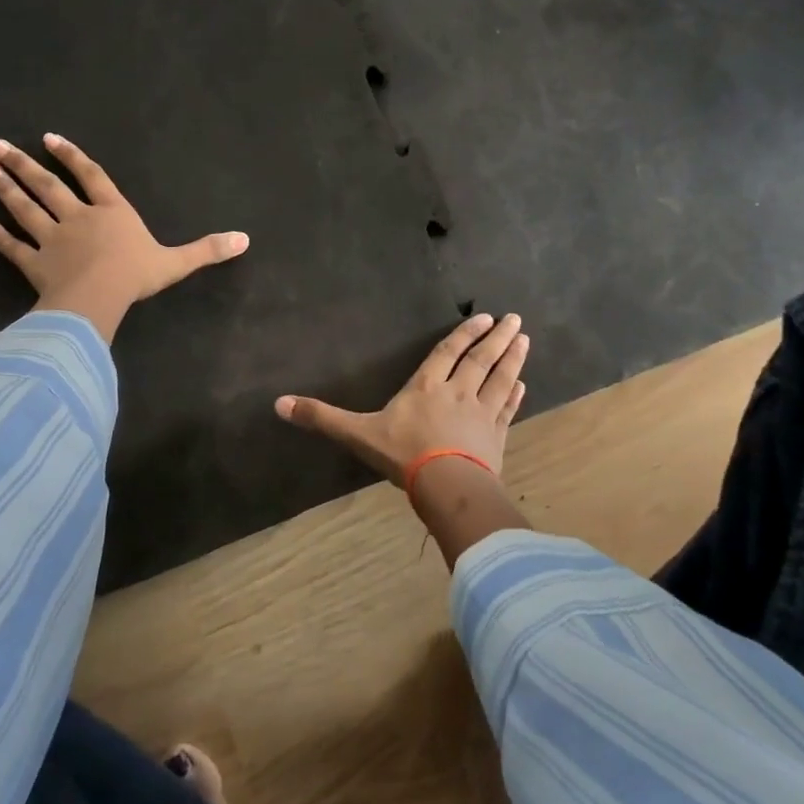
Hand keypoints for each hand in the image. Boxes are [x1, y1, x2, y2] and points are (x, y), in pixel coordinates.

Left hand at [0, 134, 248, 342]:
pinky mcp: (35, 266)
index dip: (73, 157)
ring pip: (25, 209)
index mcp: (111, 213)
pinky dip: (1, 238)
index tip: (49, 138)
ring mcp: (52, 240)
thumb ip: (207, 250)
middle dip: (23, 163)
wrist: (99, 297)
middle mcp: (78, 218)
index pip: (92, 177)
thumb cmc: (136, 274)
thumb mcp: (177, 262)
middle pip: (48, 186)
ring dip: (6, 189)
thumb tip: (246, 239)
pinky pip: (15, 249)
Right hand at [274, 313, 530, 484]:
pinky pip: (508, 411)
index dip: (464, 334)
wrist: (446, 485)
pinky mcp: (497, 437)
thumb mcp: (358, 434)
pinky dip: (516, 396)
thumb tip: (278, 404)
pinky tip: (524, 385)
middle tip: (515, 318)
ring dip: (513, 358)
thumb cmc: (403, 454)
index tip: (483, 317)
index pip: (448, 353)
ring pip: (501, 379)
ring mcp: (482, 414)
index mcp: (427, 387)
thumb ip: (322, 417)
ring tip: (524, 339)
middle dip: (497, 338)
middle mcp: (459, 392)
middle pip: (481, 359)